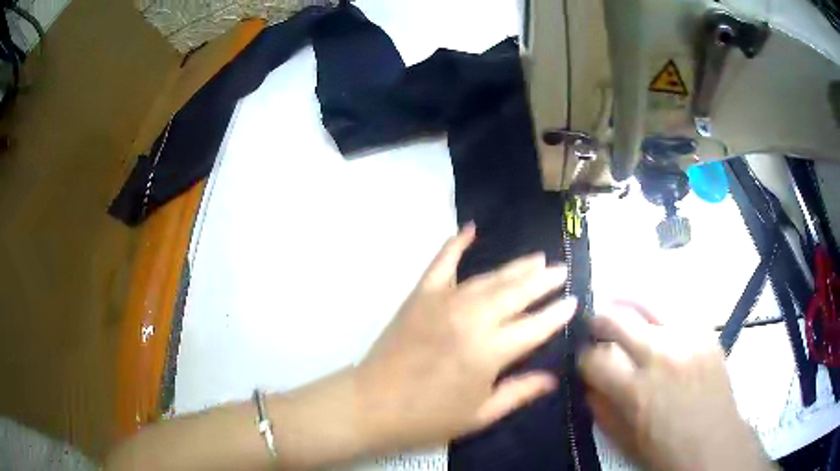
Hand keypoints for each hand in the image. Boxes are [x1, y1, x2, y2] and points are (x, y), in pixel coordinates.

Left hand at [355, 224, 576, 451]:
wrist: (373, 405)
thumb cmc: (429, 417)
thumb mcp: (480, 414)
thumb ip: (520, 392)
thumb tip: (553, 378)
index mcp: (491, 351)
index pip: (536, 326)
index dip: (557, 314)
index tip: (573, 301)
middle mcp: (473, 319)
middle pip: (517, 293)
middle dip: (544, 281)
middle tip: (561, 270)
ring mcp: (445, 302)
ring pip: (489, 278)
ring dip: (516, 267)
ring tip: (536, 258)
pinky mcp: (421, 295)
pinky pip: (442, 263)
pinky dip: (455, 244)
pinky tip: (470, 229)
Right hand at [578, 302, 773, 470]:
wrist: (714, 444)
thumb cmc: (664, 450)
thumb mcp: (622, 439)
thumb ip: (599, 407)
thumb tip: (587, 380)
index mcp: (636, 391)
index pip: (593, 357)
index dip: (581, 357)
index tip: (583, 360)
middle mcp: (661, 356)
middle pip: (616, 318)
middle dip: (598, 322)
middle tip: (595, 328)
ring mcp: (687, 338)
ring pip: (645, 302)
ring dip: (626, 307)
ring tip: (619, 308)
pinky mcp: (706, 331)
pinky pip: (674, 310)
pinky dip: (656, 312)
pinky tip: (653, 321)